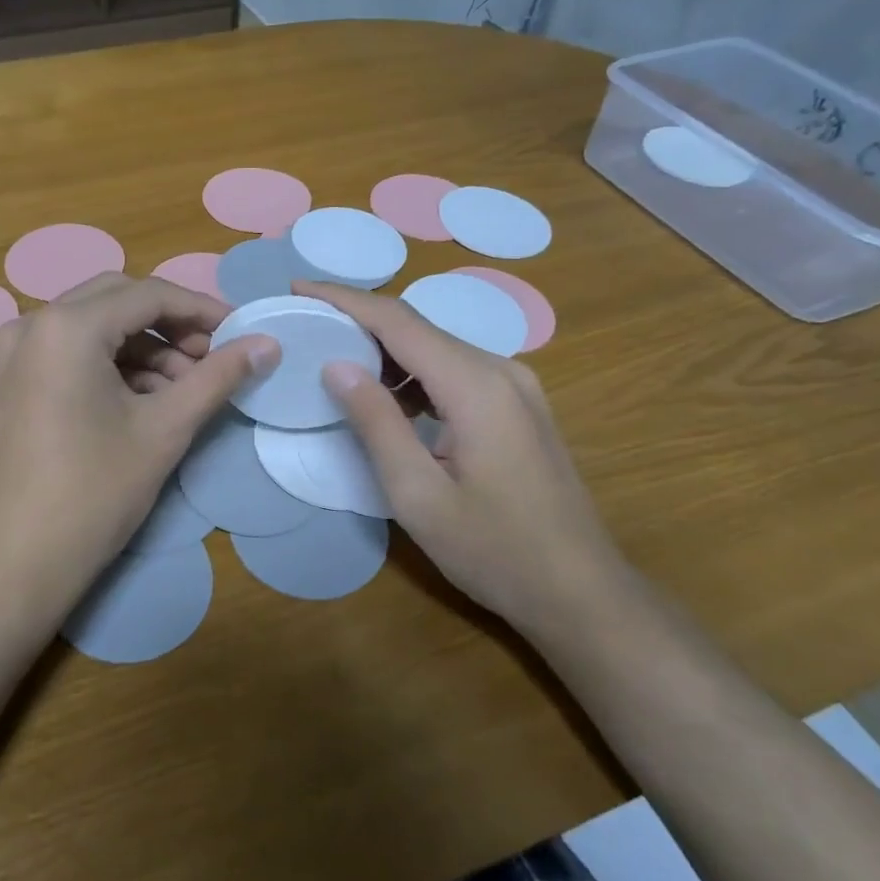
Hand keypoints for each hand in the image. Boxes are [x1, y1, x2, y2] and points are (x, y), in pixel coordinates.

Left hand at [0, 273, 276, 626]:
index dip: (202, 310)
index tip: (241, 333)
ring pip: (94, 327)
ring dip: (143, 348)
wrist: (16, 564)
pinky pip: (69, 352)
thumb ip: (219, 377)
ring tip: (184, 389)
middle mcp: (32, 324)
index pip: (149, 295)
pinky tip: (143, 400)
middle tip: (212, 358)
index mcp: (67, 325)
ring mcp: (13, 353)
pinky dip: (111, 364)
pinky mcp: (10, 382)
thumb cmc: (94, 492)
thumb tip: (268, 344)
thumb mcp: (165, 429)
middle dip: (171, 325)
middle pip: (118, 301)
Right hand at [297, 281, 633, 632]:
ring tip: (334, 359)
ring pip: (437, 348)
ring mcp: (516, 387)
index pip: (398, 321)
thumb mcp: (418, 494)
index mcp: (475, 385)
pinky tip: (388, 398)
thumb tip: (336, 365)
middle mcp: (500, 370)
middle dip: (359, 320)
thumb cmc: (494, 550)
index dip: (345, 300)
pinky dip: (414, 374)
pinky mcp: (519, 406)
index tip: (298, 287)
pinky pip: (456, 371)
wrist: (581, 593)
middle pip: (419, 327)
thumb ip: (375, 423)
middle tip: (307, 326)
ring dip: (386, 350)